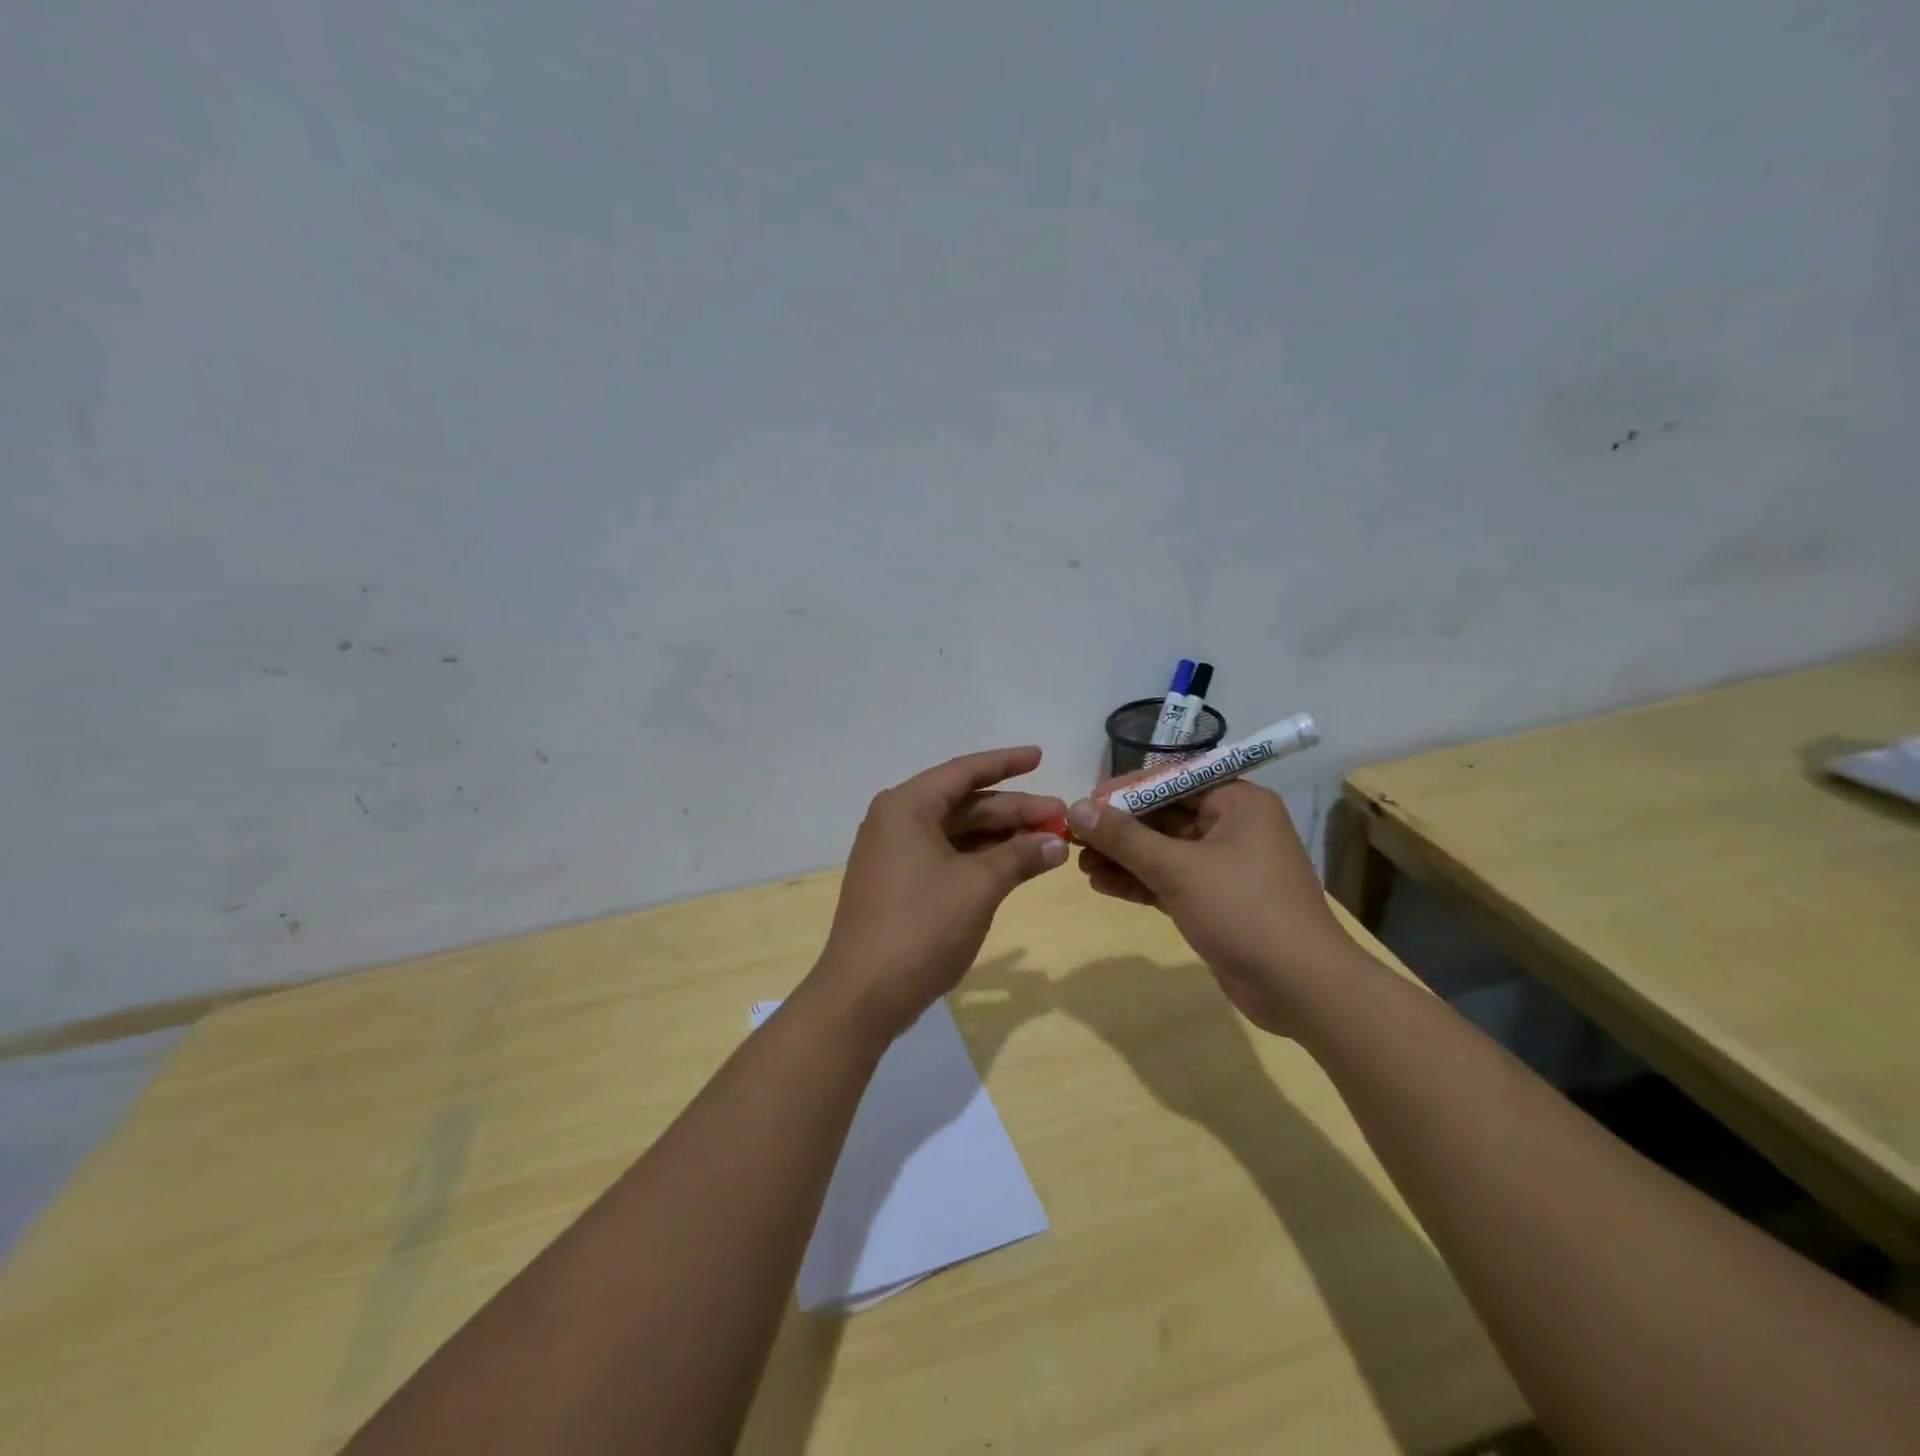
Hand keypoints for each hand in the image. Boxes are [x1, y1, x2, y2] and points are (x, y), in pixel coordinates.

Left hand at [810, 746, 1068, 1040]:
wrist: (863, 995)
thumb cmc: (921, 927)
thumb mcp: (979, 886)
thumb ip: (1020, 856)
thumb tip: (1058, 842)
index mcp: (907, 807)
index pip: (964, 772)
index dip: (1006, 763)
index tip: (1040, 756)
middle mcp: (897, 822)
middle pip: (965, 804)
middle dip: (1013, 810)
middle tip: (1060, 816)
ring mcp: (896, 855)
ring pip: (958, 833)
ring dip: (1001, 837)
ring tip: (1048, 842)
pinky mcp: (900, 885)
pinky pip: (948, 857)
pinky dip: (982, 859)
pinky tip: (1016, 865)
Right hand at [1067, 781, 1360, 1033]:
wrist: (1301, 988)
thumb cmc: (1244, 910)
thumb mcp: (1178, 869)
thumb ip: (1124, 837)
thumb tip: (1076, 807)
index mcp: (1238, 802)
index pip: (1172, 780)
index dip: (1126, 790)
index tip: (1085, 803)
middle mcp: (1233, 826)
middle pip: (1164, 815)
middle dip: (1119, 829)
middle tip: (1075, 838)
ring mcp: (1224, 866)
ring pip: (1163, 851)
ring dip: (1123, 857)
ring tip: (1079, 864)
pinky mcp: (1216, 901)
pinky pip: (1169, 880)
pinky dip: (1139, 882)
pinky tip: (1101, 885)